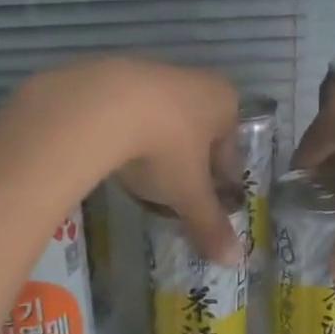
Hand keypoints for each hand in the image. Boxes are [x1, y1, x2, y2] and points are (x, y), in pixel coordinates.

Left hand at [11, 58, 243, 265]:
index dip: (219, 180)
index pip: (229, 148)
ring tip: (139, 177)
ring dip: (155, 145)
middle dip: (187, 162)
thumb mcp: (188, 193)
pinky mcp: (113, 74)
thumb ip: (210, 224)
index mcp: (224, 102)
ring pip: (162, 119)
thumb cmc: (164, 148)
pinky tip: (111, 155)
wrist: (100, 106)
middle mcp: (194, 80)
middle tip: (172, 193)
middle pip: (197, 131)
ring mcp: (152, 72)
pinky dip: (125, 133)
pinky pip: (128, 112)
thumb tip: (234, 261)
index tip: (205, 202)